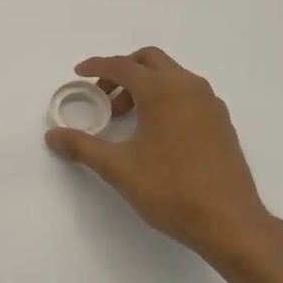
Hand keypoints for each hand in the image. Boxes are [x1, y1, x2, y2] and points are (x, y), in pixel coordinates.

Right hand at [44, 47, 275, 260]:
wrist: (229, 221)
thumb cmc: (171, 190)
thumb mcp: (119, 168)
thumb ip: (82, 146)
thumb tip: (52, 135)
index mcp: (164, 91)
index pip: (123, 66)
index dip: (97, 67)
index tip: (78, 73)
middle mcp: (189, 87)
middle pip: (150, 61)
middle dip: (122, 71)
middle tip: (102, 96)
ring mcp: (210, 103)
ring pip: (171, 76)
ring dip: (144, 86)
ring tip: (124, 118)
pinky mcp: (221, 122)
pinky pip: (187, 94)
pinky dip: (164, 98)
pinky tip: (154, 132)